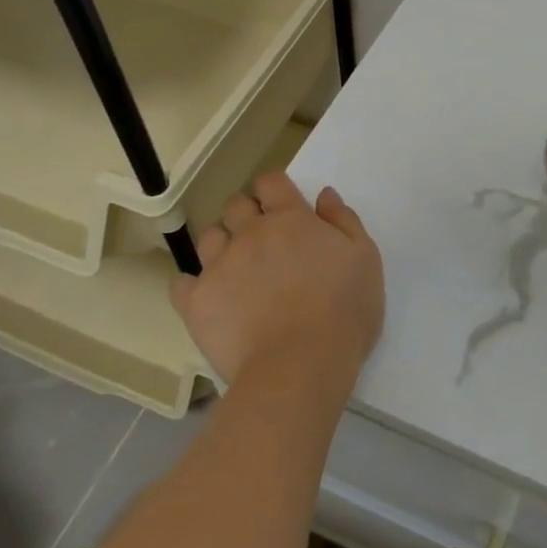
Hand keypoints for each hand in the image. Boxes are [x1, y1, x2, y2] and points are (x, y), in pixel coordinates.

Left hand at [170, 172, 383, 396]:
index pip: (271, 182)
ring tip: (236, 269)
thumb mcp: (365, 259)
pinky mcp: (196, 302)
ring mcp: (218, 266)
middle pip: (236, 205)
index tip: (281, 204)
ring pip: (209, 238)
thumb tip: (323, 195)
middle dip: (246, 214)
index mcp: (291, 219)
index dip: (273, 188)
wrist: (301, 366)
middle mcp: (250, 233)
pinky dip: (193, 285)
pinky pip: (182, 283)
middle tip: (262, 239)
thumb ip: (344, 220)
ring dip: (222, 245)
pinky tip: (211, 298)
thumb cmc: (344, 311)